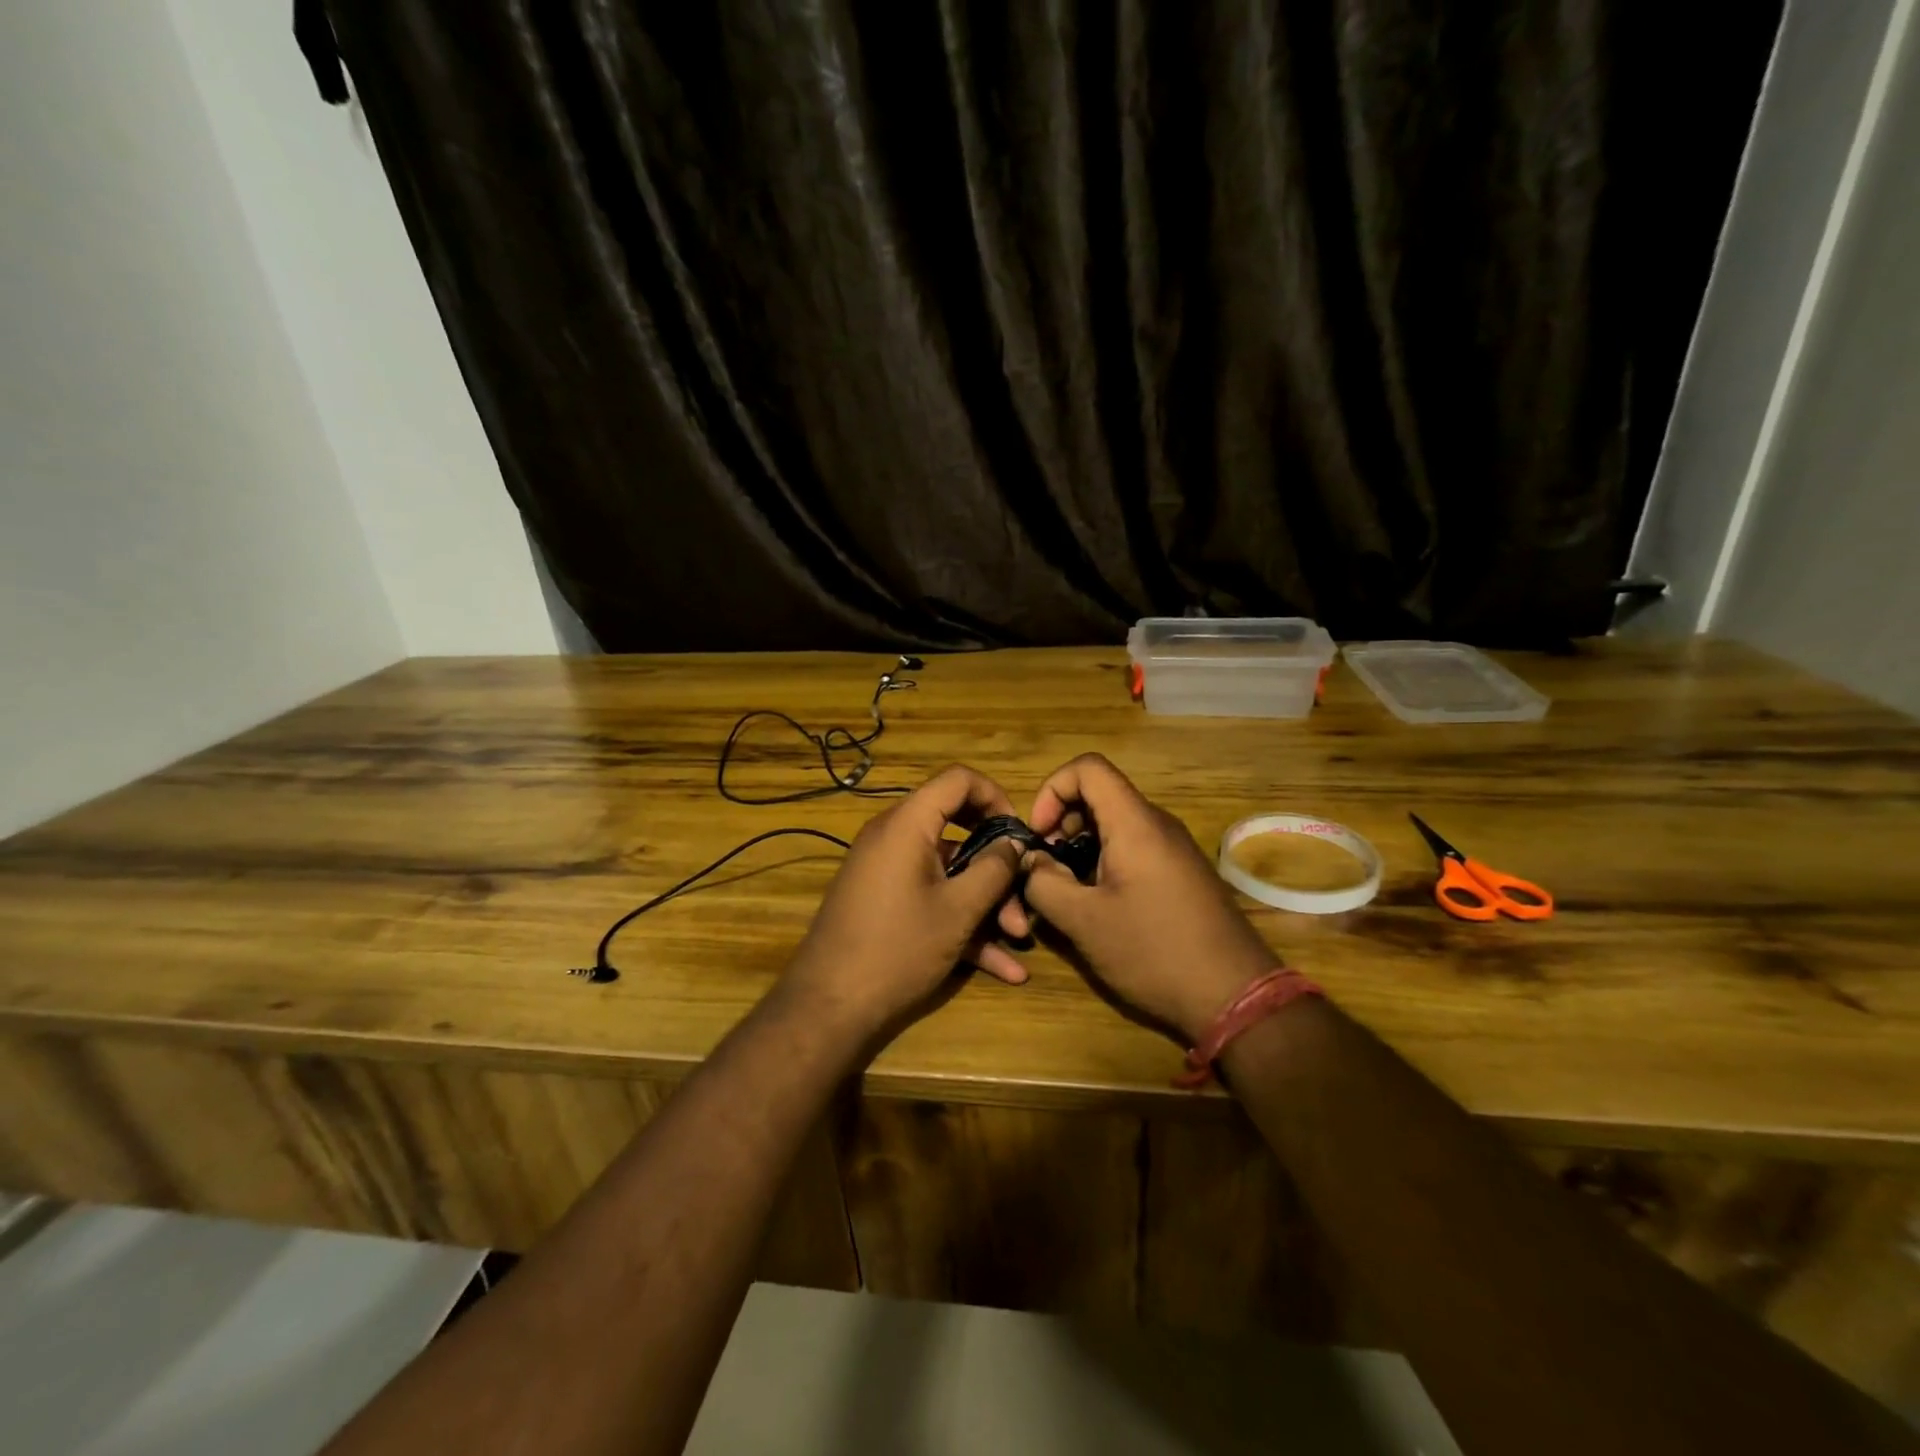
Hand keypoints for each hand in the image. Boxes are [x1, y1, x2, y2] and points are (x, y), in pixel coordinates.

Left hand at [780, 765, 1030, 1036]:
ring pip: (948, 870)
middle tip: (1023, 893)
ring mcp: (886, 870)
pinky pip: (930, 896)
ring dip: (985, 901)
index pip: (957, 779)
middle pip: (957, 828)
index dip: (995, 797)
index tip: (1018, 833)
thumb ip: (994, 869)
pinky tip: (1000, 966)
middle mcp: (893, 837)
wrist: (828, 1007)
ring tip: (1016, 940)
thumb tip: (1014, 842)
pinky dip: (961, 920)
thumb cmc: (898, 949)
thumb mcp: (958, 910)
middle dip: (996, 864)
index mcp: (907, 824)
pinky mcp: (884, 900)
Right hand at [1021, 753, 1274, 1042]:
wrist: (1236, 996)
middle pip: (1100, 794)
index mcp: (1135, 823)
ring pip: (1115, 824)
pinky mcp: (1181, 874)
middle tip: (1046, 866)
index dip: (1052, 789)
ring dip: (1080, 846)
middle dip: (1062, 821)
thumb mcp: (1084, 921)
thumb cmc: (1154, 951)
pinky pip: (1134, 848)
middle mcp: (1157, 825)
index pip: (1087, 768)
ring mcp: (1174, 849)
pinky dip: (1104, 862)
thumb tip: (1031, 862)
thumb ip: (1044, 883)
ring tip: (1066, 890)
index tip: (1039, 835)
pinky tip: (1098, 905)